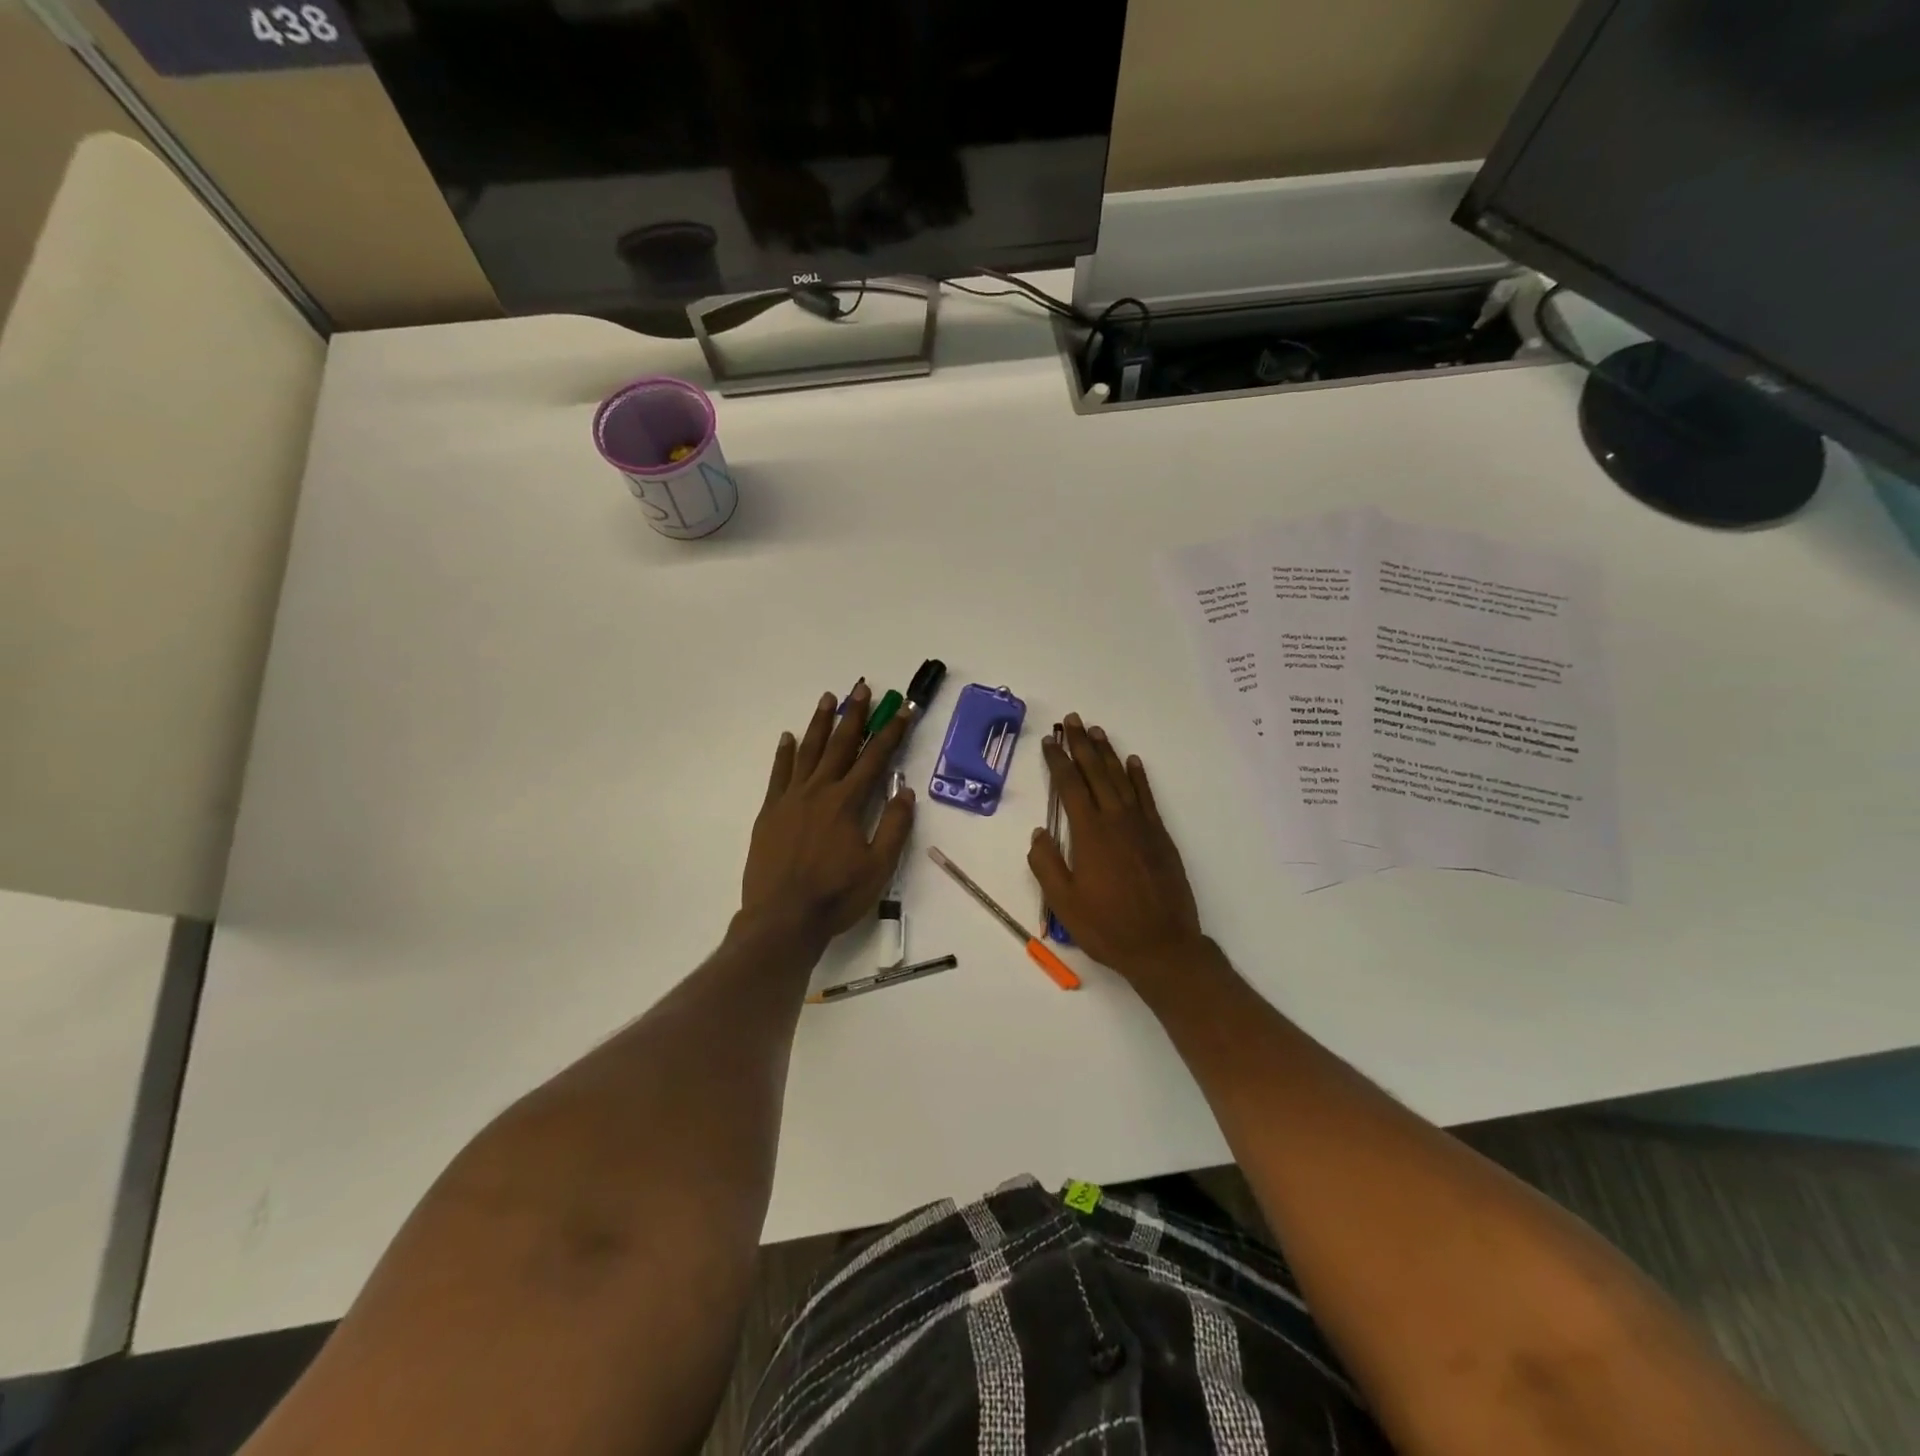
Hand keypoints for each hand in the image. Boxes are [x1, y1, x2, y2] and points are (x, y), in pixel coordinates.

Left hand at [741, 684, 914, 943]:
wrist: (782, 919)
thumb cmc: (836, 895)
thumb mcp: (878, 866)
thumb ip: (894, 826)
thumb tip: (906, 791)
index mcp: (847, 803)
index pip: (875, 759)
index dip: (891, 733)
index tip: (903, 710)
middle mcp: (819, 791)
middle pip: (840, 745)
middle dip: (855, 715)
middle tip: (862, 688)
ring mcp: (790, 799)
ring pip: (808, 751)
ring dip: (820, 723)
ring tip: (828, 698)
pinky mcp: (770, 812)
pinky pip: (778, 774)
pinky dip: (784, 753)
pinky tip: (788, 736)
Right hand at [1028, 715, 1205, 985]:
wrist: (1162, 946)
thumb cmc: (1107, 927)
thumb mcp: (1064, 902)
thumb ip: (1046, 864)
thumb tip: (1039, 833)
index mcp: (1089, 833)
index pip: (1070, 786)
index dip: (1058, 760)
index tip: (1049, 740)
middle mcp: (1116, 820)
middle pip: (1096, 773)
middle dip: (1082, 745)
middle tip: (1072, 720)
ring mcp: (1142, 826)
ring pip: (1122, 779)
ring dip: (1108, 753)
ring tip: (1097, 731)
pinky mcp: (1160, 836)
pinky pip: (1147, 797)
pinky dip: (1139, 777)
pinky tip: (1133, 762)